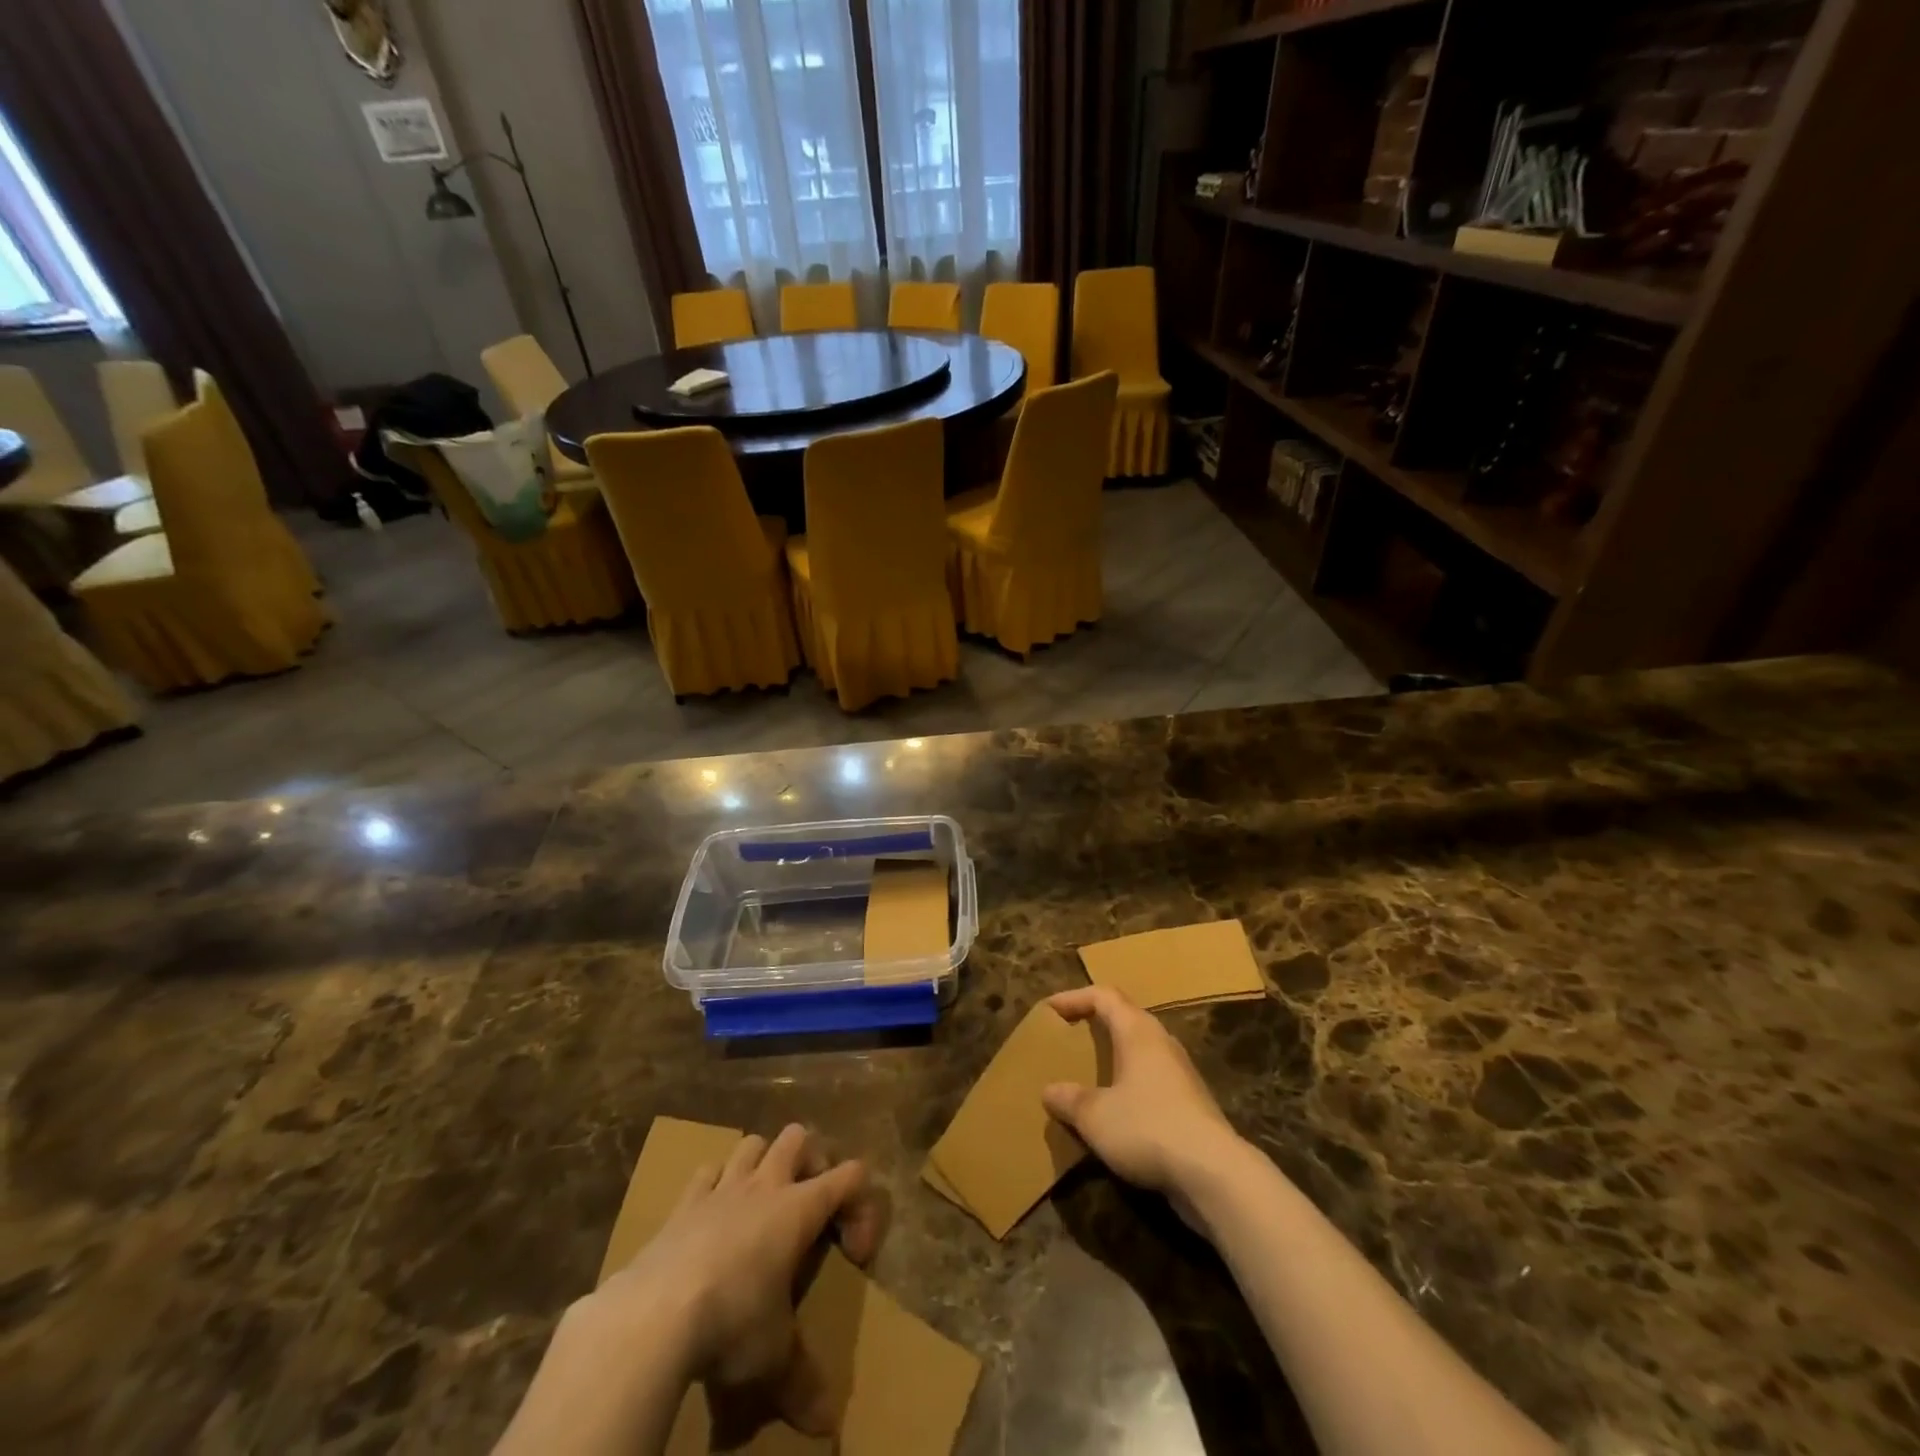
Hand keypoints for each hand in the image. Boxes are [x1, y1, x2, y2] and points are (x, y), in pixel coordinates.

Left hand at [594, 1124, 885, 1435]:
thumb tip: (827, 1428)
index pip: (851, 1175)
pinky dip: (714, 1184)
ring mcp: (722, 1188)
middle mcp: (765, 1186)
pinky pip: (706, 1172)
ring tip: (761, 1202)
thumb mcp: (774, 1359)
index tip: (853, 1254)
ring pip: (752, 1143)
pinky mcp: (683, 1203)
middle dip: (810, 1161)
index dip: (862, 1205)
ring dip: (762, 1163)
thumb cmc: (731, 1324)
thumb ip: (803, 1384)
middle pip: (798, 1137)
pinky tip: (712, 1214)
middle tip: (808, 1205)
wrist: (654, 1316)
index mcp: (799, 1209)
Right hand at [1041, 987, 1245, 1215]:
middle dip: (1095, 1025)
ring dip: (1114, 1057)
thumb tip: (1050, 1091)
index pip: (1103, 996)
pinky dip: (1129, 1085)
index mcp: (1138, 1031)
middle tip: (1068, 1039)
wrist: (1214, 1174)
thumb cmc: (1147, 1128)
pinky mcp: (1191, 1104)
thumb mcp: (1095, 1115)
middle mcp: (1161, 1042)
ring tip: (1088, 1074)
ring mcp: (1180, 1074)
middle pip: (1125, 1018)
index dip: (1074, 998)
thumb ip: (1069, 1100)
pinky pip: (1151, 1081)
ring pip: (1140, 1051)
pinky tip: (1115, 1113)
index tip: (1049, 1011)